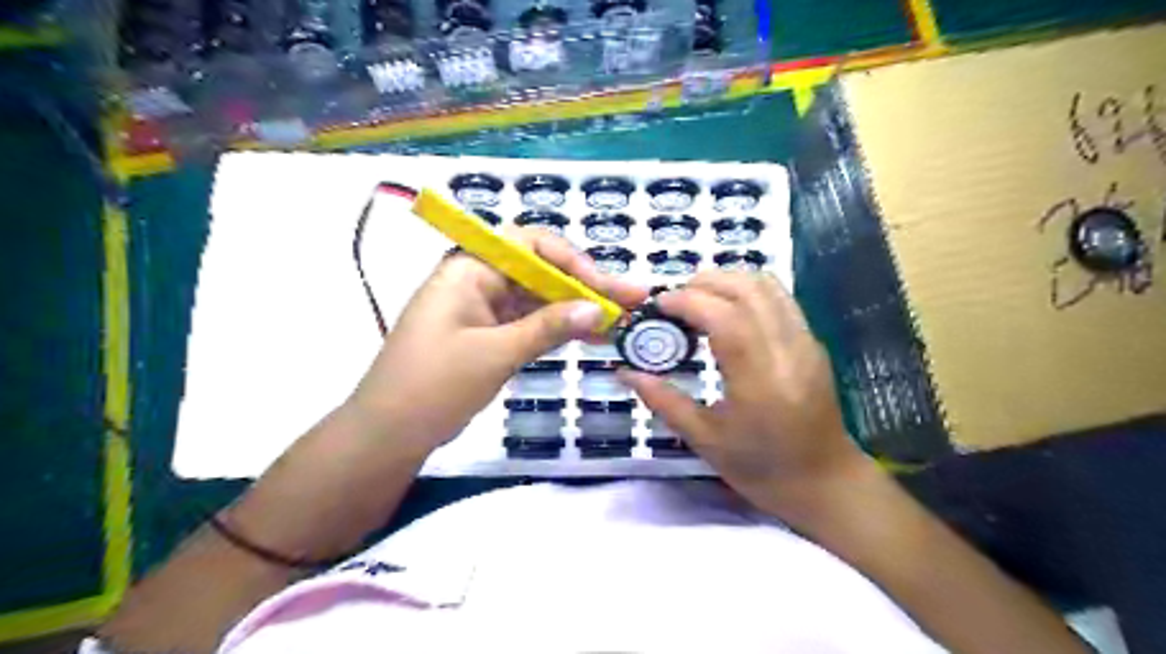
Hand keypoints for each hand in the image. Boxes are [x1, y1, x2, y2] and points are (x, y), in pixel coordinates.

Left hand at [351, 226, 652, 457]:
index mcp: (470, 269)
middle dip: (584, 285)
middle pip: (540, 271)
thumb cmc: (434, 384)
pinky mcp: (488, 334)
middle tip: (630, 298)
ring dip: (575, 308)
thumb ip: (547, 327)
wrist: (389, 433)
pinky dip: (557, 328)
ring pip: (538, 299)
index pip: (529, 244)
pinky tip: (589, 335)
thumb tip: (597, 309)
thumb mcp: (495, 353)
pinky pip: (528, 322)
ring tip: (619, 319)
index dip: (571, 260)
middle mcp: (478, 280)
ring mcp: (483, 308)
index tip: (602, 287)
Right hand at [618, 270, 874, 515]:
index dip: (687, 301)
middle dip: (705, 283)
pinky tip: (727, 310)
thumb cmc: (761, 468)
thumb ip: (663, 400)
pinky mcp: (812, 342)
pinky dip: (748, 291)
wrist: (824, 482)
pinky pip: (779, 298)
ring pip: (767, 286)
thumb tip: (625, 372)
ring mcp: (806, 342)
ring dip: (728, 281)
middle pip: (748, 289)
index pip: (724, 317)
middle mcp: (787, 351)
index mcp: (759, 380)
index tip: (658, 305)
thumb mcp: (704, 440)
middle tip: (674, 300)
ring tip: (698, 299)